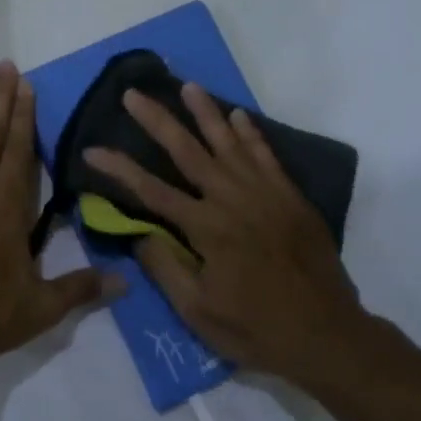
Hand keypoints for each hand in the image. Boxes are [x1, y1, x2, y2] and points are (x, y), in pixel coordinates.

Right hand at [84, 84, 367, 387]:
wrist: (328, 334)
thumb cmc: (256, 329)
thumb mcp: (199, 313)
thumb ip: (166, 269)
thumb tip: (138, 232)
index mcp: (206, 228)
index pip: (151, 190)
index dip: (119, 168)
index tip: (92, 149)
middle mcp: (232, 200)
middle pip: (187, 151)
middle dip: (157, 120)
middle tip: (134, 94)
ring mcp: (265, 193)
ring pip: (229, 143)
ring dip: (205, 112)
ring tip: (187, 86)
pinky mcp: (290, 197)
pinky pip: (266, 155)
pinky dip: (251, 133)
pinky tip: (238, 115)